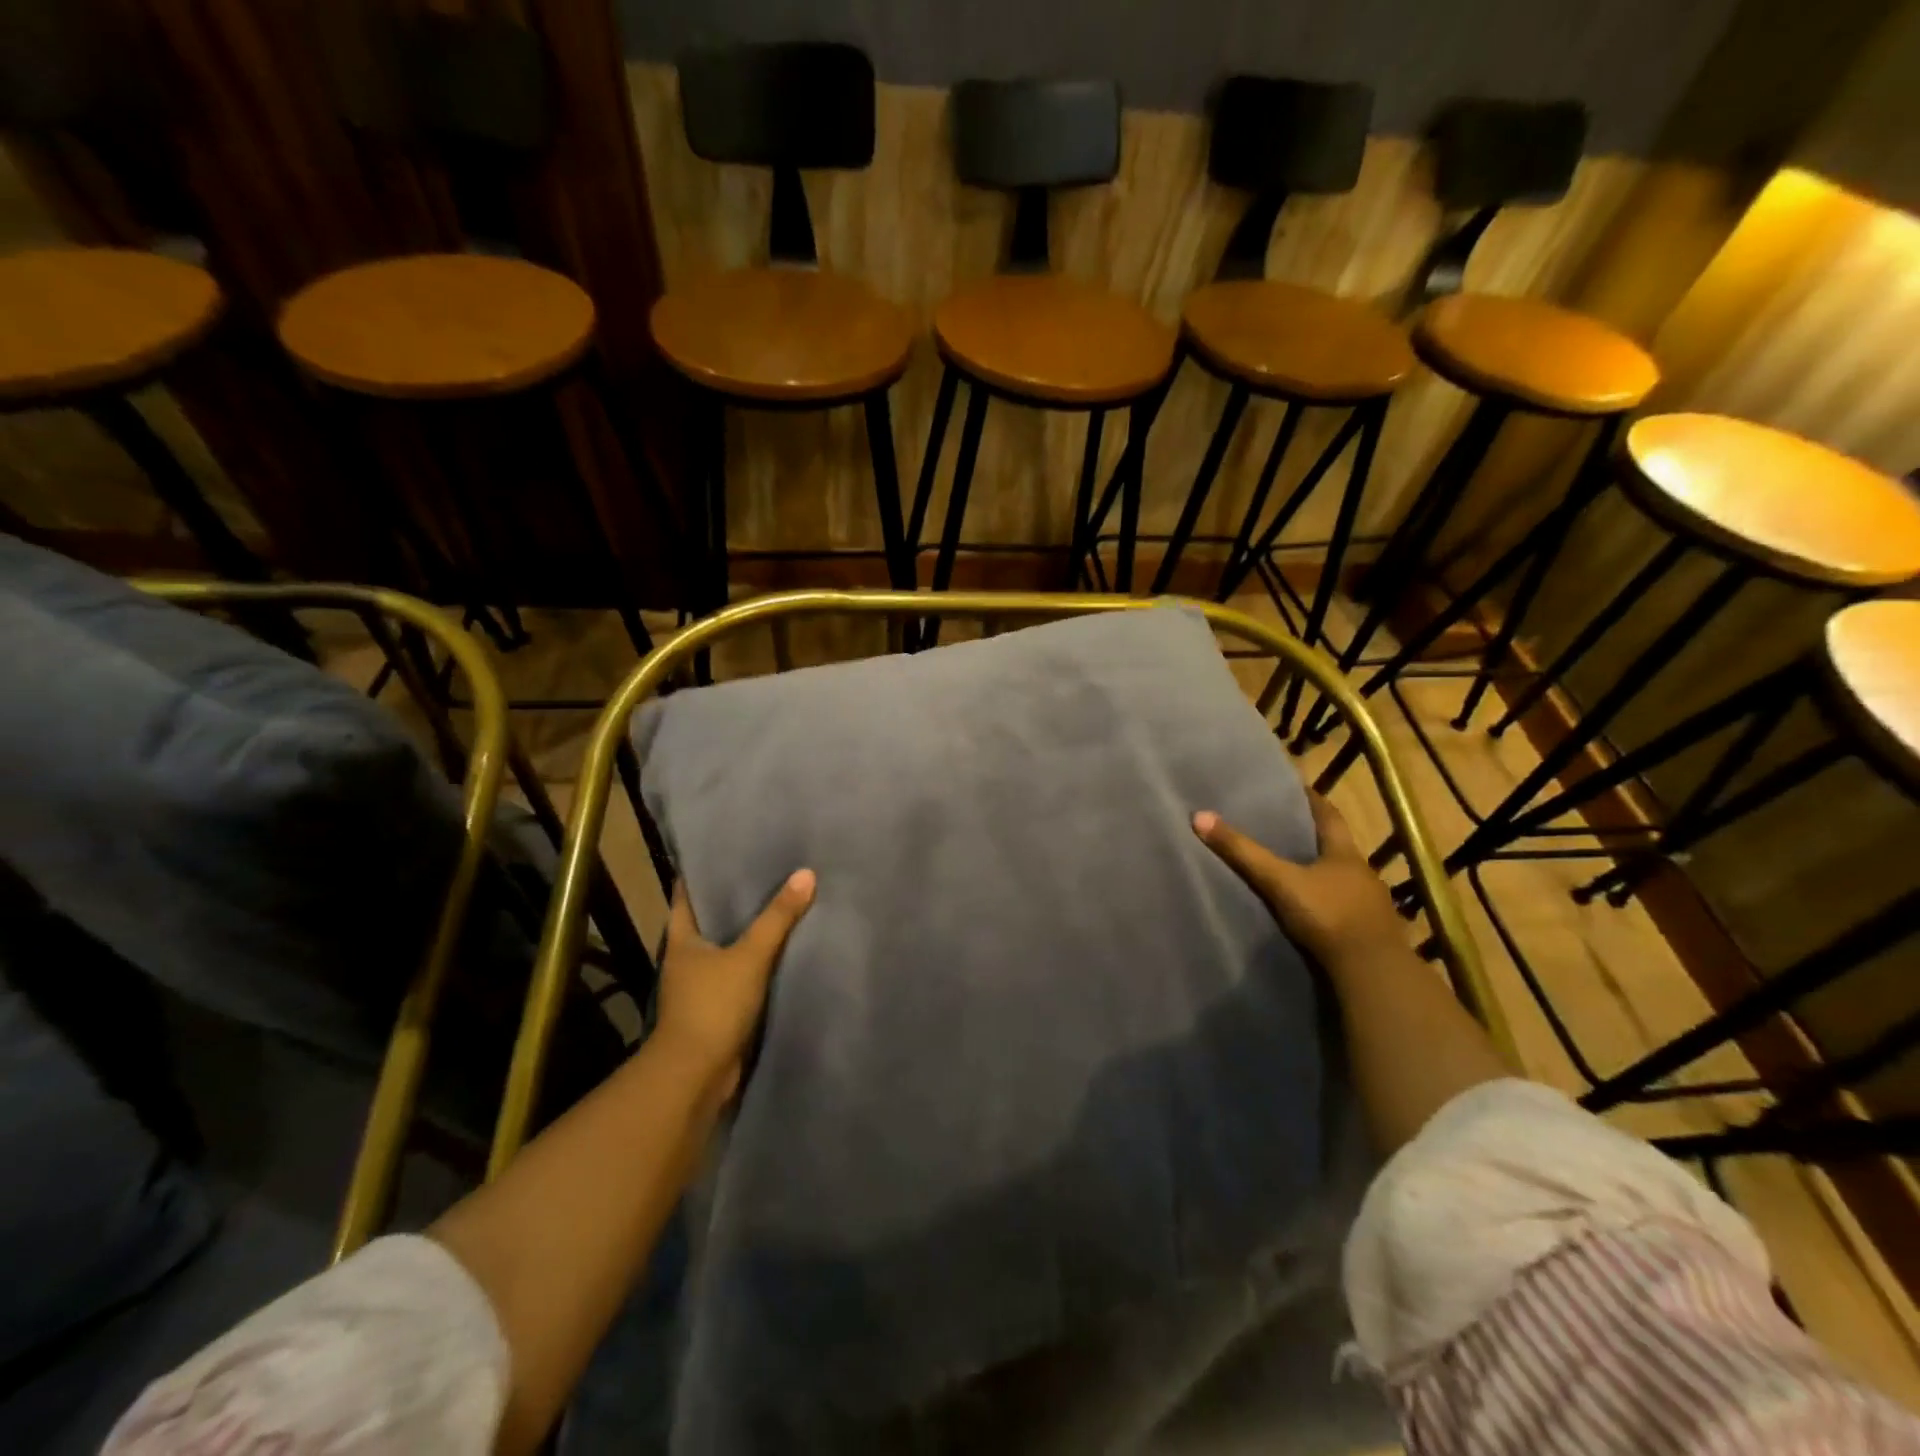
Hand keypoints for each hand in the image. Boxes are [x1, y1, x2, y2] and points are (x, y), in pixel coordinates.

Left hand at [653, 870, 814, 1102]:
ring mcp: (701, 984)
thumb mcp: (749, 956)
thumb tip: (806, 874)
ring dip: (749, 930)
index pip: (687, 894)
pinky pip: (741, 972)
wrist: (696, 1075)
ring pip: (727, 946)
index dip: (703, 871)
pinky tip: (784, 949)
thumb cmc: (712, 1006)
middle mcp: (687, 957)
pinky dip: (758, 960)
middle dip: (735, 898)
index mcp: (682, 939)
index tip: (728, 850)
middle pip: (710, 918)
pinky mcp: (718, 1006)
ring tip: (782, 902)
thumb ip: (777, 918)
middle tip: (769, 870)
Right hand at [1192, 794, 1405, 973]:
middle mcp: (1362, 874)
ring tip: (1295, 871)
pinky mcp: (1370, 933)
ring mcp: (1370, 905)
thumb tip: (1199, 816)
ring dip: (1322, 874)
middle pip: (1337, 848)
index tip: (1297, 789)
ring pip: (1342, 880)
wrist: (1373, 971)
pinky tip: (1313, 910)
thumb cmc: (1328, 915)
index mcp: (1345, 854)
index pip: (1329, 816)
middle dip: (1314, 838)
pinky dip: (1329, 903)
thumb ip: (1243, 853)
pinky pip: (1346, 908)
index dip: (1313, 801)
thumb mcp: (1279, 881)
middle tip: (1286, 828)